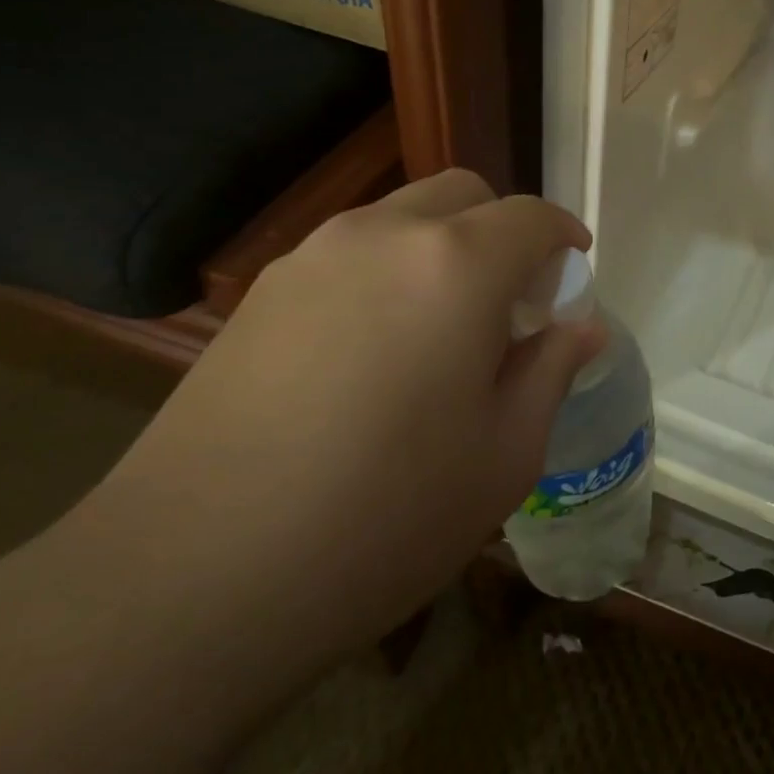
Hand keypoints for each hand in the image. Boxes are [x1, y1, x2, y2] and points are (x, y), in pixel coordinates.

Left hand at [92, 170, 603, 665]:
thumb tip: (583, 328)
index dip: (563, 238)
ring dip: (443, 247)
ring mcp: (314, 256)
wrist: (190, 578)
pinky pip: (351, 252)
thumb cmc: (385, 517)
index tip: (574, 272)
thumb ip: (551, 370)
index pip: (531, 217)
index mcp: (457, 265)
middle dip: (503, 231)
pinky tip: (372, 351)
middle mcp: (386, 236)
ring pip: (403, 217)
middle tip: (509, 303)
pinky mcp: (262, 290)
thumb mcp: (505, 454)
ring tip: (440, 328)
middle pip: (465, 194)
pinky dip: (388, 270)